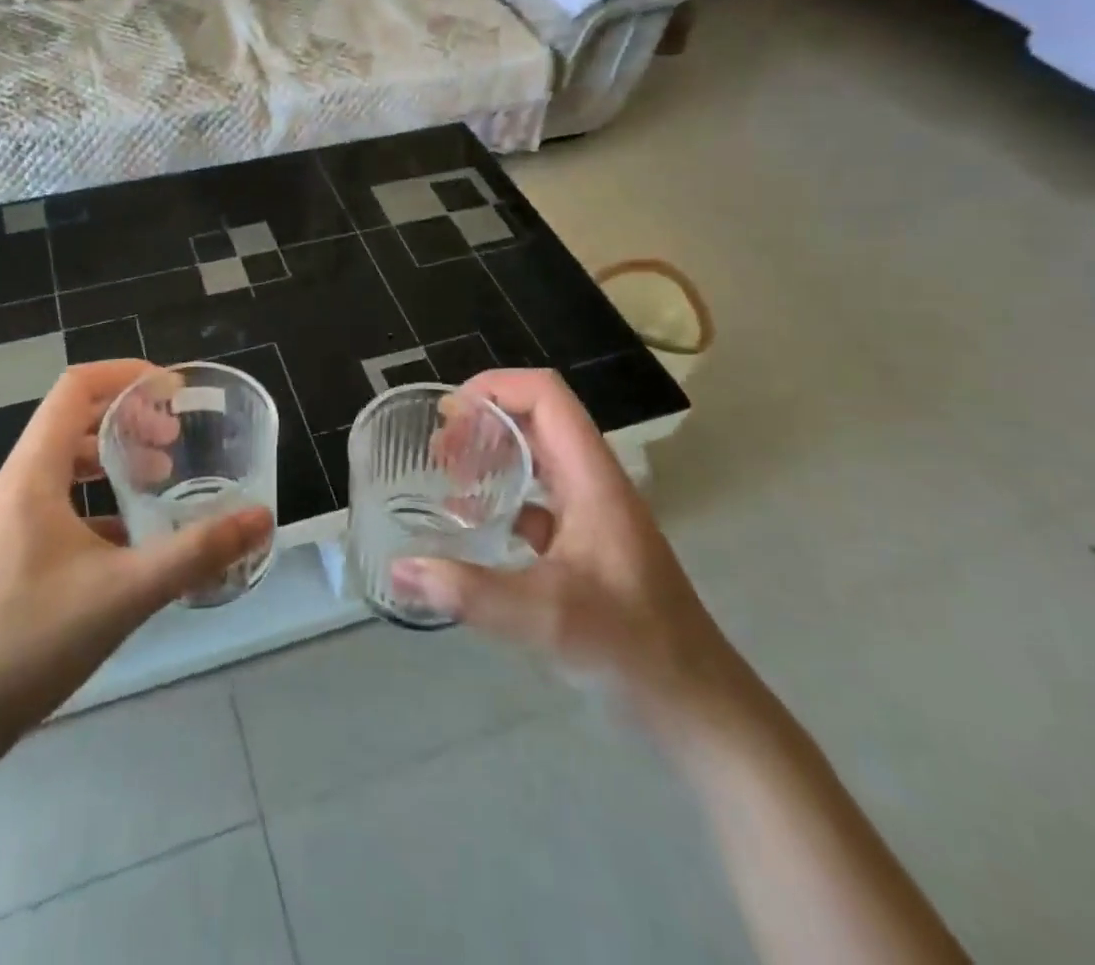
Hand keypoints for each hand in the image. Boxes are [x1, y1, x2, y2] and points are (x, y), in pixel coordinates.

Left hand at [0, 361, 273, 755]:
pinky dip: (101, 496)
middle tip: (175, 437)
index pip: (75, 389)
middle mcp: (19, 485)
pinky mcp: (16, 550)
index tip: (173, 389)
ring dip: (115, 455)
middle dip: (129, 416)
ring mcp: (13, 519)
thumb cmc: (34, 641)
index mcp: (34, 474)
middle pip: (74, 419)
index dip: (125, 375)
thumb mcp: (126, 592)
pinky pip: (63, 499)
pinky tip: (134, 533)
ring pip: (68, 460)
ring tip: (161, 475)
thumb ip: (197, 553)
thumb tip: (261, 518)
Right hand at [393, 370, 749, 735]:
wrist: (695, 706)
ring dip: (491, 454)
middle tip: (438, 451)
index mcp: (592, 477)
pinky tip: (474, 525)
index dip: (495, 387)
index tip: (448, 415)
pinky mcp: (586, 544)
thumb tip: (399, 569)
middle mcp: (592, 483)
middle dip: (483, 421)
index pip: (545, 395)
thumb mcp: (547, 617)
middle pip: (536, 419)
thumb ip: (471, 593)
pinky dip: (502, 496)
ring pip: (536, 457)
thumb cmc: (632, 647)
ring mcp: (591, 513)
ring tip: (447, 477)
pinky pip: (538, 498)